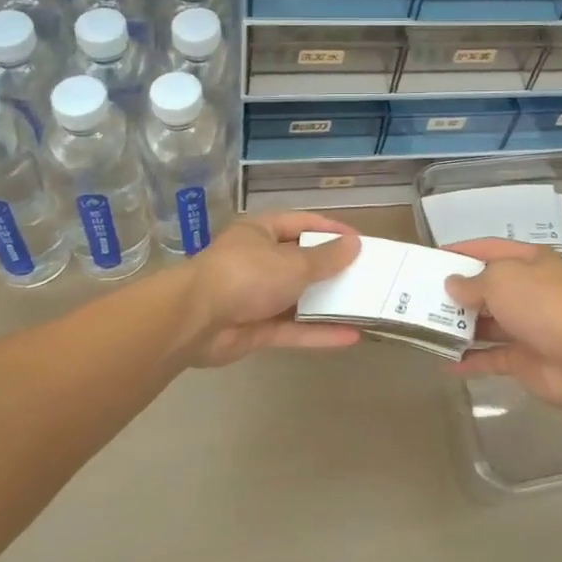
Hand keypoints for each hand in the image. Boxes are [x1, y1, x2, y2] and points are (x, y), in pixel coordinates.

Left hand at [174, 212, 363, 367]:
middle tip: (366, 276)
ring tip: (364, 307)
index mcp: (262, 232)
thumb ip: (326, 258)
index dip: (331, 230)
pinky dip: (318, 333)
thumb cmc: (247, 274)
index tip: (359, 241)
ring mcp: (255, 297)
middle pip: (301, 262)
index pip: (302, 224)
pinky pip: (292, 329)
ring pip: (298, 299)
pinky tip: (350, 337)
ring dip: (327, 304)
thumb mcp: (294, 262)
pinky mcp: (255, 330)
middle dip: (332, 270)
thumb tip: (355, 244)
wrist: (195, 320)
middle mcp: (258, 261)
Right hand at [443, 240, 561, 409]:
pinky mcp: (524, 358)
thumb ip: (473, 282)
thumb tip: (453, 284)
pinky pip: (491, 356)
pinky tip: (445, 362)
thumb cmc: (541, 304)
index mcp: (530, 261)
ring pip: (488, 322)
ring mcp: (527, 325)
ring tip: (426, 326)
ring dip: (461, 325)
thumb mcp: (501, 280)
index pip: (491, 249)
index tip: (434, 257)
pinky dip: (470, 359)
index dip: (463, 250)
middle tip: (422, 295)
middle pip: (488, 286)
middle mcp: (529, 290)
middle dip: (458, 291)